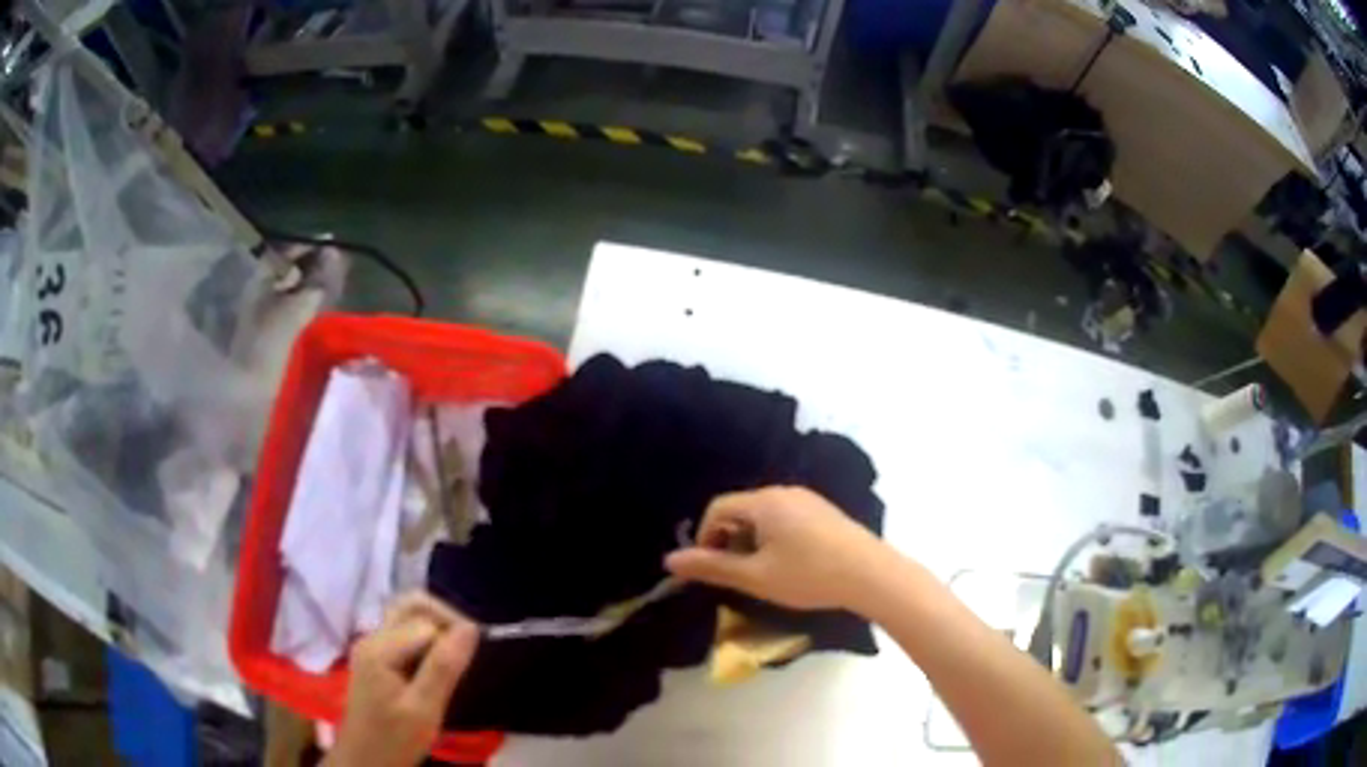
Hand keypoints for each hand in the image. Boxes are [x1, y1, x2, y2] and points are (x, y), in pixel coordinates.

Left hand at [326, 593, 478, 766]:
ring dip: (437, 630)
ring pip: (409, 618)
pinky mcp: (376, 658)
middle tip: (469, 649)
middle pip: (412, 606)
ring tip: (458, 658)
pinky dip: (428, 642)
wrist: (366, 760)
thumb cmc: (394, 739)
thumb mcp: (424, 709)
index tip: (478, 656)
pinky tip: (440, 667)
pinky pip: (405, 635)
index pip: (425, 621)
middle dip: (446, 619)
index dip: (454, 632)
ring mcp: (372, 647)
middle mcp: (372, 638)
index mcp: (380, 648)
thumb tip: (470, 628)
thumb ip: (444, 667)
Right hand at [664, 486, 884, 610]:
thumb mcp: (755, 577)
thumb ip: (712, 567)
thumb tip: (670, 561)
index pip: (718, 508)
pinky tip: (790, 565)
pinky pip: (786, 519)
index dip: (704, 537)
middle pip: (741, 510)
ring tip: (761, 574)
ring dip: (751, 542)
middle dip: (728, 540)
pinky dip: (774, 539)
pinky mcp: (824, 512)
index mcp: (764, 501)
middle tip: (734, 575)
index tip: (708, 568)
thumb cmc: (809, 576)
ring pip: (764, 516)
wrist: (871, 575)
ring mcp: (808, 500)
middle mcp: (784, 492)